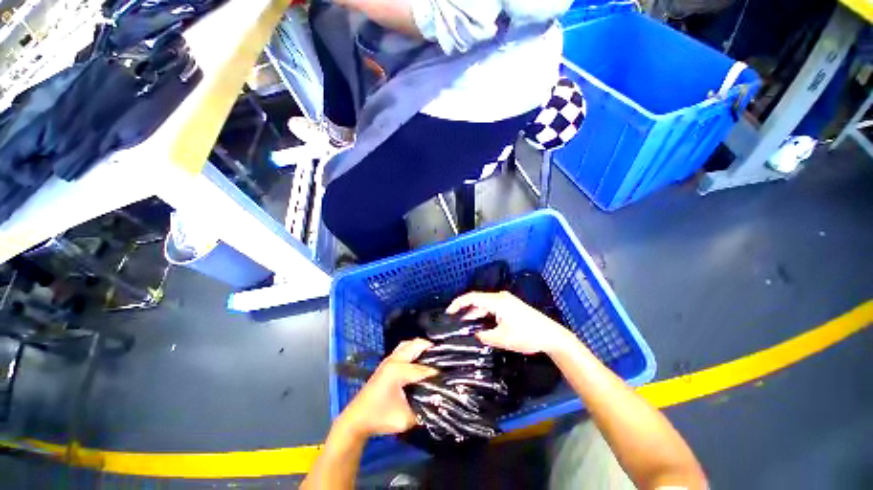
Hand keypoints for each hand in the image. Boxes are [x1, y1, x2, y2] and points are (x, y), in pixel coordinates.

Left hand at [337, 339, 437, 437]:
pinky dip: (413, 349)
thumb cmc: (380, 419)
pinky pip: (403, 348)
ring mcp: (389, 359)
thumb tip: (438, 401)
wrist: (356, 419)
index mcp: (398, 371)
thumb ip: (423, 409)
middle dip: (430, 349)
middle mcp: (394, 360)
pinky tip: (419, 358)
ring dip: (420, 347)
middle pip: (416, 345)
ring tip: (432, 355)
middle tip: (443, 357)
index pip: (423, 369)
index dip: (436, 374)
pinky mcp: (386, 362)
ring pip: (408, 344)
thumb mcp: (405, 419)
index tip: (448, 377)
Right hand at [446, 291, 570, 354]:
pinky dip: (483, 316)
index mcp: (497, 301)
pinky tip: (479, 325)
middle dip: (465, 310)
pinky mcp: (510, 307)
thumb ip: (484, 336)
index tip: (448, 312)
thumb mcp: (503, 338)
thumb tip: (474, 335)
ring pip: (485, 305)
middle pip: (478, 300)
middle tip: (453, 321)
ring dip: (474, 314)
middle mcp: (500, 297)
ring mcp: (506, 302)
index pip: (472, 297)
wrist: (551, 336)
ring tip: (463, 326)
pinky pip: (492, 309)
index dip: (458, 303)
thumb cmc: (527, 335)